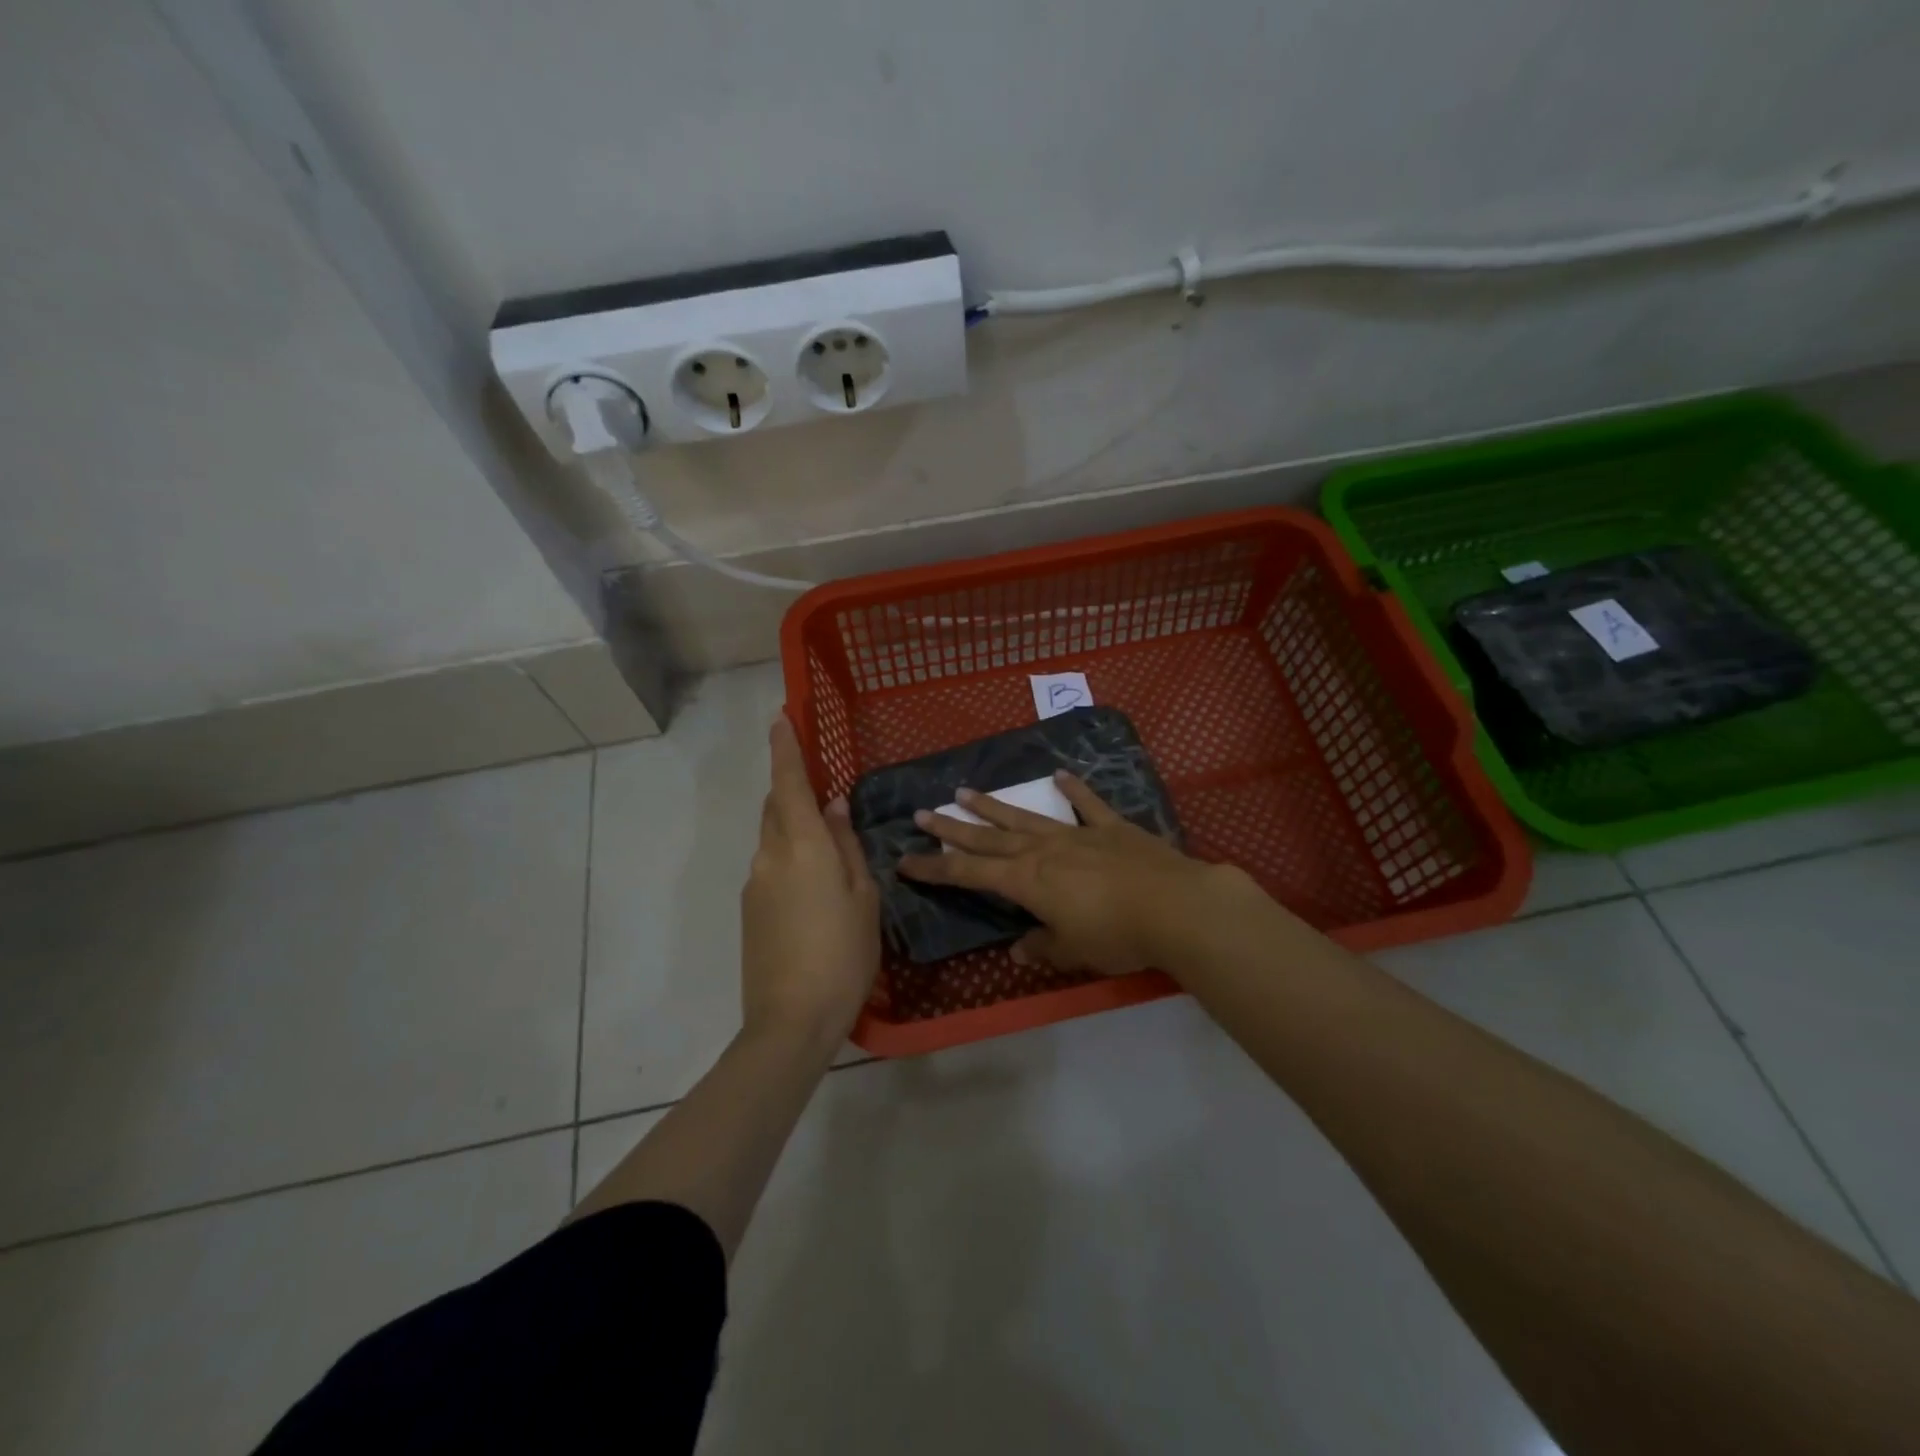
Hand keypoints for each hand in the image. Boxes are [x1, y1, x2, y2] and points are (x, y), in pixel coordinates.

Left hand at [740, 717, 880, 1047]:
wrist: (791, 1020)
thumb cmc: (843, 953)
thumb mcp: (862, 896)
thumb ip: (846, 846)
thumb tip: (834, 807)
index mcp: (802, 846)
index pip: (789, 782)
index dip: (785, 747)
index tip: (781, 717)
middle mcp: (770, 855)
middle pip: (777, 808)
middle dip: (794, 792)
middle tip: (826, 798)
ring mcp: (754, 883)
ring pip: (774, 839)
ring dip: (795, 831)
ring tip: (830, 857)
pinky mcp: (749, 910)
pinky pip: (771, 867)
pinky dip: (790, 861)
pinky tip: (815, 893)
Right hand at [898, 772, 1250, 975]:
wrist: (1176, 905)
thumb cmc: (1117, 935)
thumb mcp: (1073, 950)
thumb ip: (1043, 947)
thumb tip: (1018, 950)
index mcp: (1027, 881)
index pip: (968, 873)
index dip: (935, 868)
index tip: (905, 859)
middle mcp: (1043, 850)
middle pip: (988, 838)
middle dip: (953, 827)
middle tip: (923, 812)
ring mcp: (1077, 834)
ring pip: (1025, 817)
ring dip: (994, 806)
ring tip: (965, 791)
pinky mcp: (1112, 828)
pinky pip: (1088, 805)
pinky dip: (1073, 790)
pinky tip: (1060, 776)